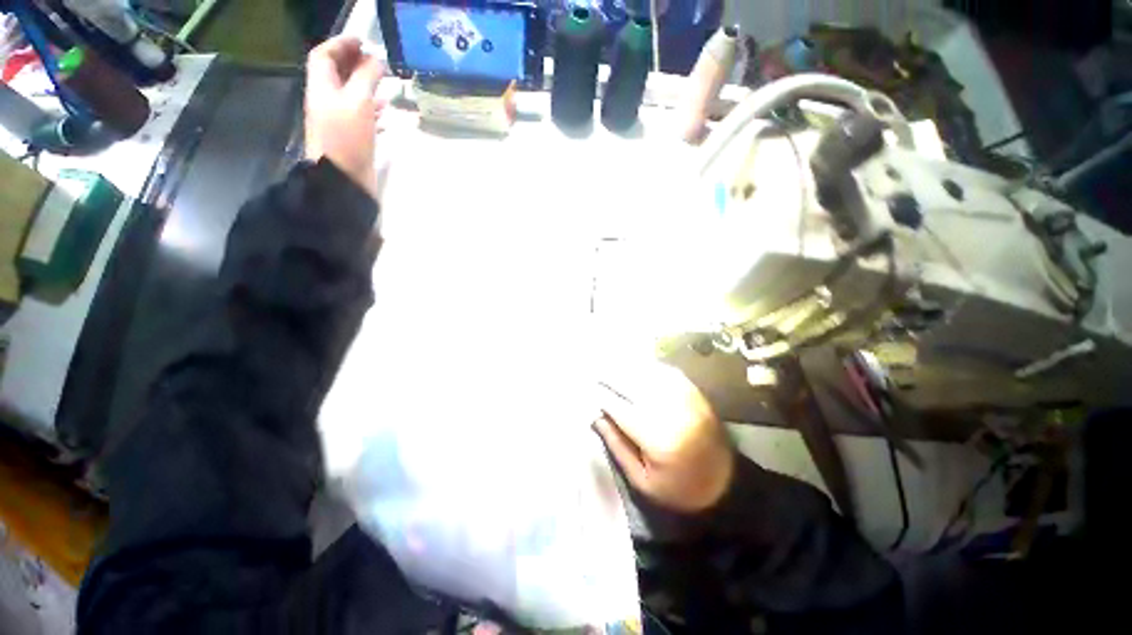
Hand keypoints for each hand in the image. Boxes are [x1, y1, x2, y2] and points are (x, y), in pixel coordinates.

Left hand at [305, 36, 384, 197]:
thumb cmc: (347, 138)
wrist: (344, 180)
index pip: (325, 56)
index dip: (341, 44)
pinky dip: (373, 111)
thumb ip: (367, 77)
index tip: (364, 41)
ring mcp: (339, 121)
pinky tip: (386, 115)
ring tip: (386, 86)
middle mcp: (327, 101)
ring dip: (367, 87)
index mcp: (322, 88)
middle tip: (377, 62)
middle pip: (337, 74)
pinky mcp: (351, 138)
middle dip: (355, 63)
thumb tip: (377, 60)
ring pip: (350, 95)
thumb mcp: (358, 102)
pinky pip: (360, 117)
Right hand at [594, 361, 734, 512]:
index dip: (599, 395)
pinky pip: (663, 370)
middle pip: (630, 382)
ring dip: (624, 366)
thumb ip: (617, 445)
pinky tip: (633, 366)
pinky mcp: (693, 391)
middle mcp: (670, 409)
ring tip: (607, 364)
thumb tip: (596, 416)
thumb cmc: (678, 488)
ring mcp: (684, 396)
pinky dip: (645, 366)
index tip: (584, 388)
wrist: (727, 483)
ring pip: (646, 371)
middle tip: (591, 371)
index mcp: (657, 437)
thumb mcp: (642, 480)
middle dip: (608, 375)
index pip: (618, 407)